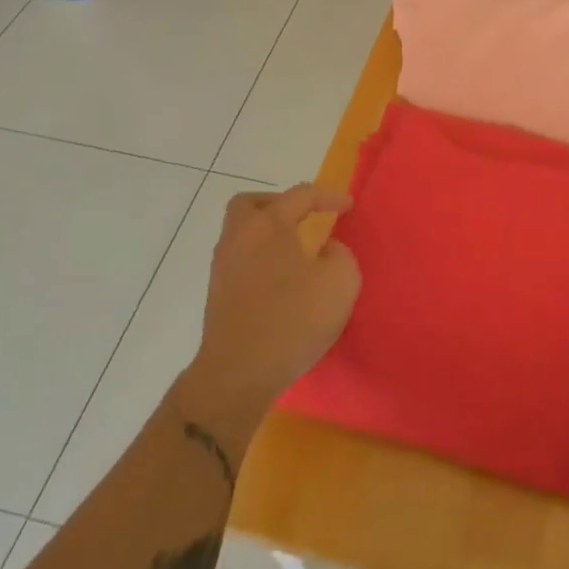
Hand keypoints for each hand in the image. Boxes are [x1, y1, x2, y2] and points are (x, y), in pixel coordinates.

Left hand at [179, 185, 359, 445]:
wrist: (239, 373)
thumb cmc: (292, 319)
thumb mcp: (340, 282)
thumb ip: (340, 255)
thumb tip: (326, 251)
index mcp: (268, 225)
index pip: (300, 195)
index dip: (328, 196)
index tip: (349, 206)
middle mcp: (239, 238)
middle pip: (251, 204)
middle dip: (279, 204)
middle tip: (304, 217)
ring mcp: (223, 267)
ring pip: (242, 233)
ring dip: (268, 234)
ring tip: (297, 250)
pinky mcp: (219, 295)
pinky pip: (241, 260)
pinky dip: (261, 259)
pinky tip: (282, 279)